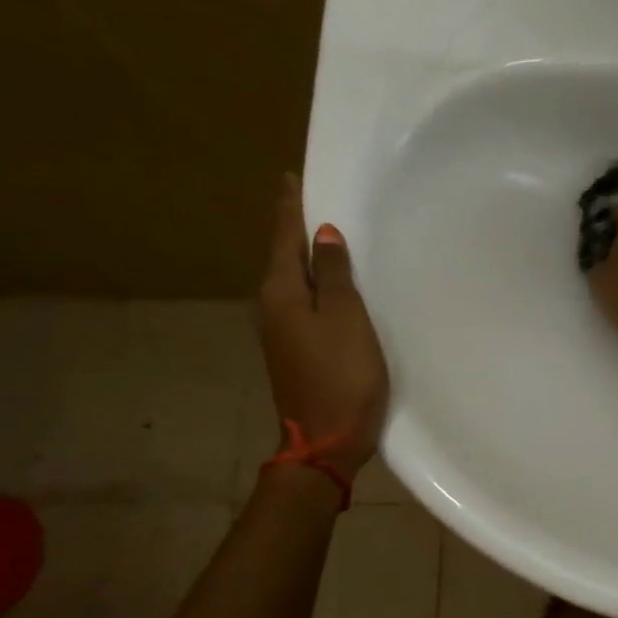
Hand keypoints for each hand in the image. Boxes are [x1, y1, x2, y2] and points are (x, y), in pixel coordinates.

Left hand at [258, 174, 389, 477]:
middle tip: (314, 199)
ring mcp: (281, 332)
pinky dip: (316, 284)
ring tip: (326, 234)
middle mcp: (272, 308)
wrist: (326, 441)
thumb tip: (322, 234)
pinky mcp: (296, 350)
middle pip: (284, 257)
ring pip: (294, 281)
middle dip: (296, 228)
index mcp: (280, 294)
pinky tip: (333, 284)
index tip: (291, 177)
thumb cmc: (341, 375)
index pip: (283, 238)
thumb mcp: (345, 319)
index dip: (290, 208)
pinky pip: (304, 303)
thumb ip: (334, 275)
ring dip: (307, 257)